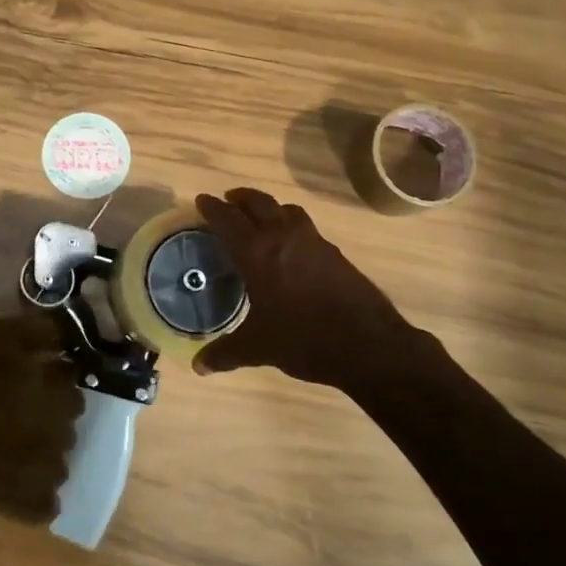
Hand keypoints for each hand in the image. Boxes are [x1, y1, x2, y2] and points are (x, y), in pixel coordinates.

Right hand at [193, 188, 426, 386]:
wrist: (367, 344)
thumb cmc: (303, 339)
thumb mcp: (258, 348)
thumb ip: (226, 353)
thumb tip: (198, 367)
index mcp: (256, 253)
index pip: (227, 219)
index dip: (212, 207)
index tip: (201, 200)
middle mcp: (282, 236)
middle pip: (258, 202)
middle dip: (240, 198)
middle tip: (228, 201)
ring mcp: (312, 241)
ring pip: (285, 209)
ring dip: (269, 206)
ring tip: (260, 217)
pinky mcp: (334, 252)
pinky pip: (305, 226)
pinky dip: (291, 224)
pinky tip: (291, 246)